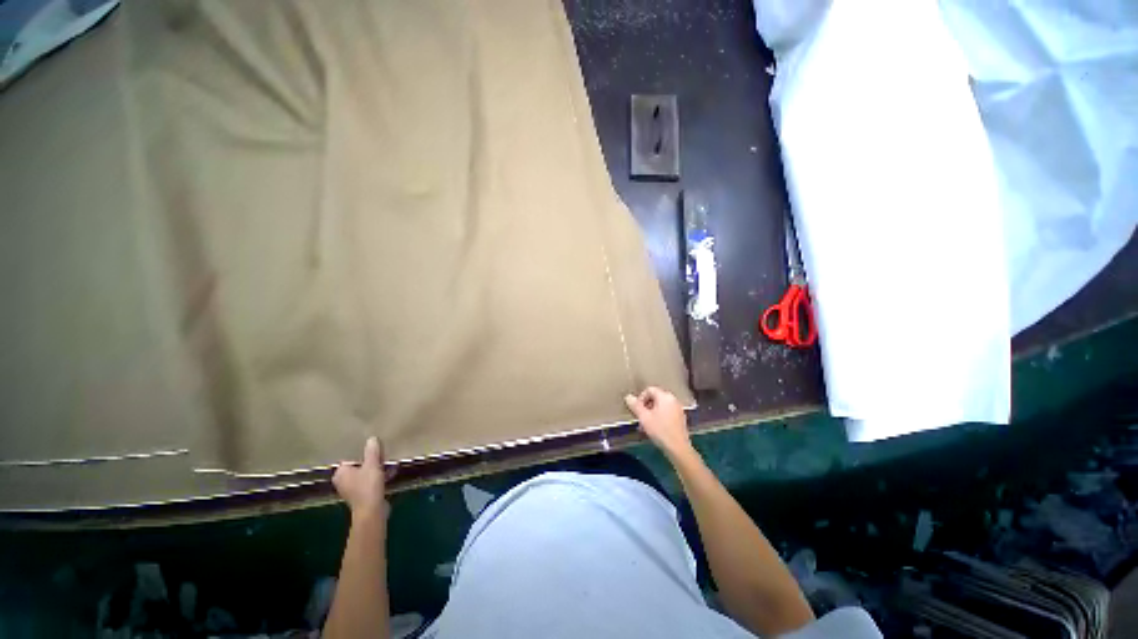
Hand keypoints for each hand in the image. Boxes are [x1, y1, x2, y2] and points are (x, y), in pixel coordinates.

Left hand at [332, 437, 392, 522]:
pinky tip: (390, 472)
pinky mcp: (362, 495)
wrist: (372, 511)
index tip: (373, 446)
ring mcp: (352, 489)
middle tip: (382, 452)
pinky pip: (370, 481)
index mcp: (341, 473)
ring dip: (376, 468)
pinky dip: (378, 477)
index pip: (349, 457)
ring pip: (365, 474)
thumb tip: (371, 438)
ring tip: (388, 461)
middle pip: (358, 465)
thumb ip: (372, 451)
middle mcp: (343, 481)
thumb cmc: (368, 486)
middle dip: (370, 460)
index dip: (361, 451)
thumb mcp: (372, 464)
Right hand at [625, 387, 694, 460]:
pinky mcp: (680, 418)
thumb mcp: (644, 418)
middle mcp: (673, 399)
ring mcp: (678, 409)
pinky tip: (655, 428)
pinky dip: (659, 417)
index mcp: (665, 396)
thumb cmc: (660, 430)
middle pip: (655, 397)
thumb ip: (635, 406)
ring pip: (661, 406)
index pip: (649, 390)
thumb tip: (628, 396)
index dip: (640, 398)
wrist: (678, 448)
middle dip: (646, 406)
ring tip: (646, 425)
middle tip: (641, 417)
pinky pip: (667, 412)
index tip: (637, 410)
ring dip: (651, 413)